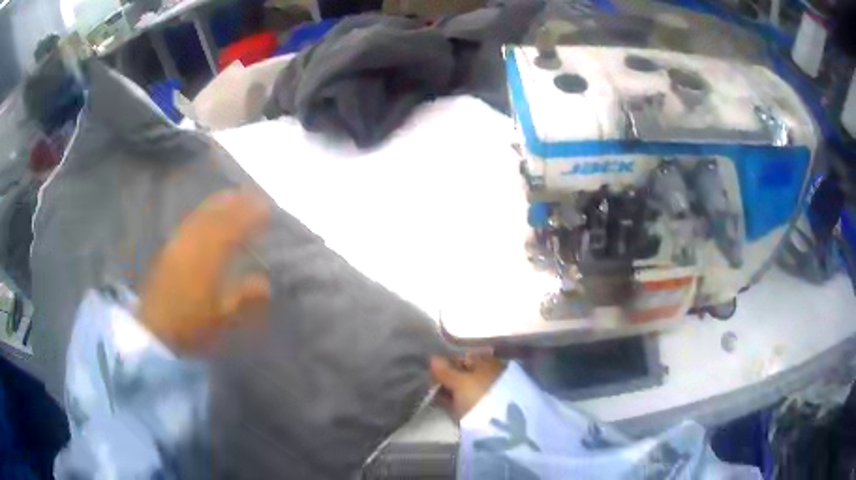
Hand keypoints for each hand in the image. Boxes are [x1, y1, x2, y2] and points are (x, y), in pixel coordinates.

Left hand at [139, 190, 270, 353]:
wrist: (155, 331)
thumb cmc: (191, 326)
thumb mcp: (223, 318)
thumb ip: (245, 299)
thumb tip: (265, 283)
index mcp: (209, 256)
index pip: (234, 226)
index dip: (251, 215)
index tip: (268, 209)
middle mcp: (193, 242)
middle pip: (217, 214)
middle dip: (236, 202)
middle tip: (253, 196)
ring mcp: (179, 243)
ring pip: (201, 215)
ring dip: (219, 203)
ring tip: (234, 197)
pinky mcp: (169, 250)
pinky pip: (190, 222)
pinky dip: (203, 213)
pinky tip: (206, 217)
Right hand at [430, 354, 505, 420]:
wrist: (499, 427)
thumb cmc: (479, 396)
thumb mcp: (459, 382)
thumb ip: (445, 371)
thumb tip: (433, 358)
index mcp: (487, 363)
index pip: (464, 357)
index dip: (447, 362)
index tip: (431, 371)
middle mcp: (489, 374)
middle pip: (463, 374)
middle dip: (447, 379)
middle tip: (430, 385)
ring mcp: (487, 393)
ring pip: (464, 389)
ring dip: (450, 392)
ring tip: (434, 397)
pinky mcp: (484, 411)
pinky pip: (465, 402)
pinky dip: (455, 403)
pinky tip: (444, 406)